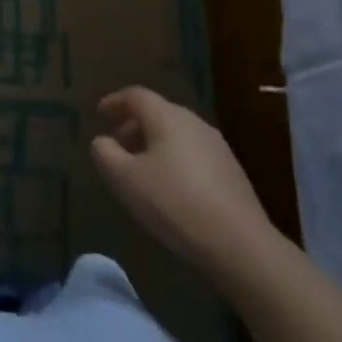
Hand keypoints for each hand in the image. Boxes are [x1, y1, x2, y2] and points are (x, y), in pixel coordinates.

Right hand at [91, 87, 274, 276]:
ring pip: (177, 133)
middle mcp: (194, 123)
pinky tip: (170, 187)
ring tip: (140, 168)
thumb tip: (103, 141)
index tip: (100, 114)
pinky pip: (193, 153)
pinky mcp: (231, 172)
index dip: (115, 102)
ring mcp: (217, 147)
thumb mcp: (125, 180)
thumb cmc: (175, 204)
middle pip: (158, 112)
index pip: (136, 95)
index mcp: (167, 117)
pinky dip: (173, 158)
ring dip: (154, 143)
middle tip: (117, 144)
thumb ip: (105, 154)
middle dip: (134, 124)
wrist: (241, 245)